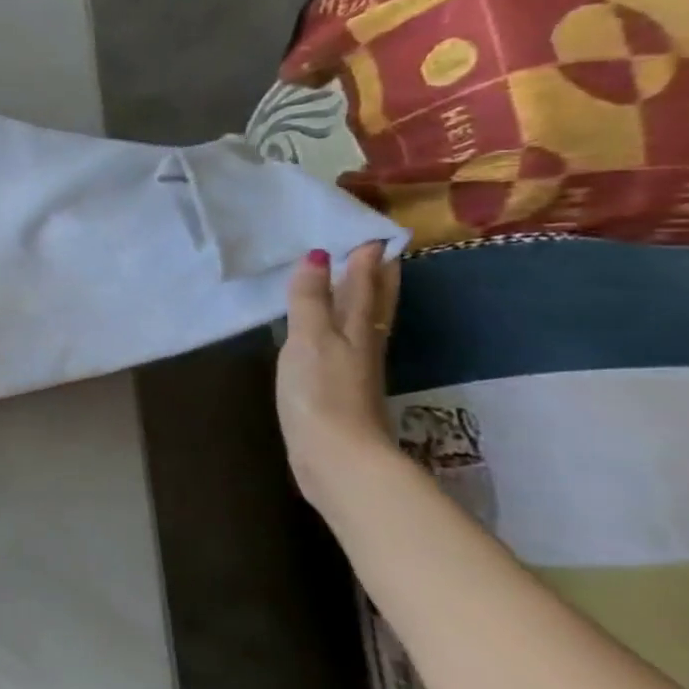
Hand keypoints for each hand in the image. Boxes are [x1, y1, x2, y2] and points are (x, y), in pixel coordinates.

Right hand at [277, 241, 400, 509]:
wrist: (337, 456)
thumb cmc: (320, 393)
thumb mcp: (309, 341)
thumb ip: (310, 300)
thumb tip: (318, 255)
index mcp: (358, 329)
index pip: (366, 286)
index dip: (367, 260)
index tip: (371, 232)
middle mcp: (365, 344)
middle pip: (377, 304)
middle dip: (378, 277)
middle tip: (379, 250)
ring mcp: (356, 369)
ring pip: (367, 324)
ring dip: (366, 300)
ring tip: (359, 282)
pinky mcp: (343, 390)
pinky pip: (349, 344)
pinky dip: (346, 328)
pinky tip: (335, 333)